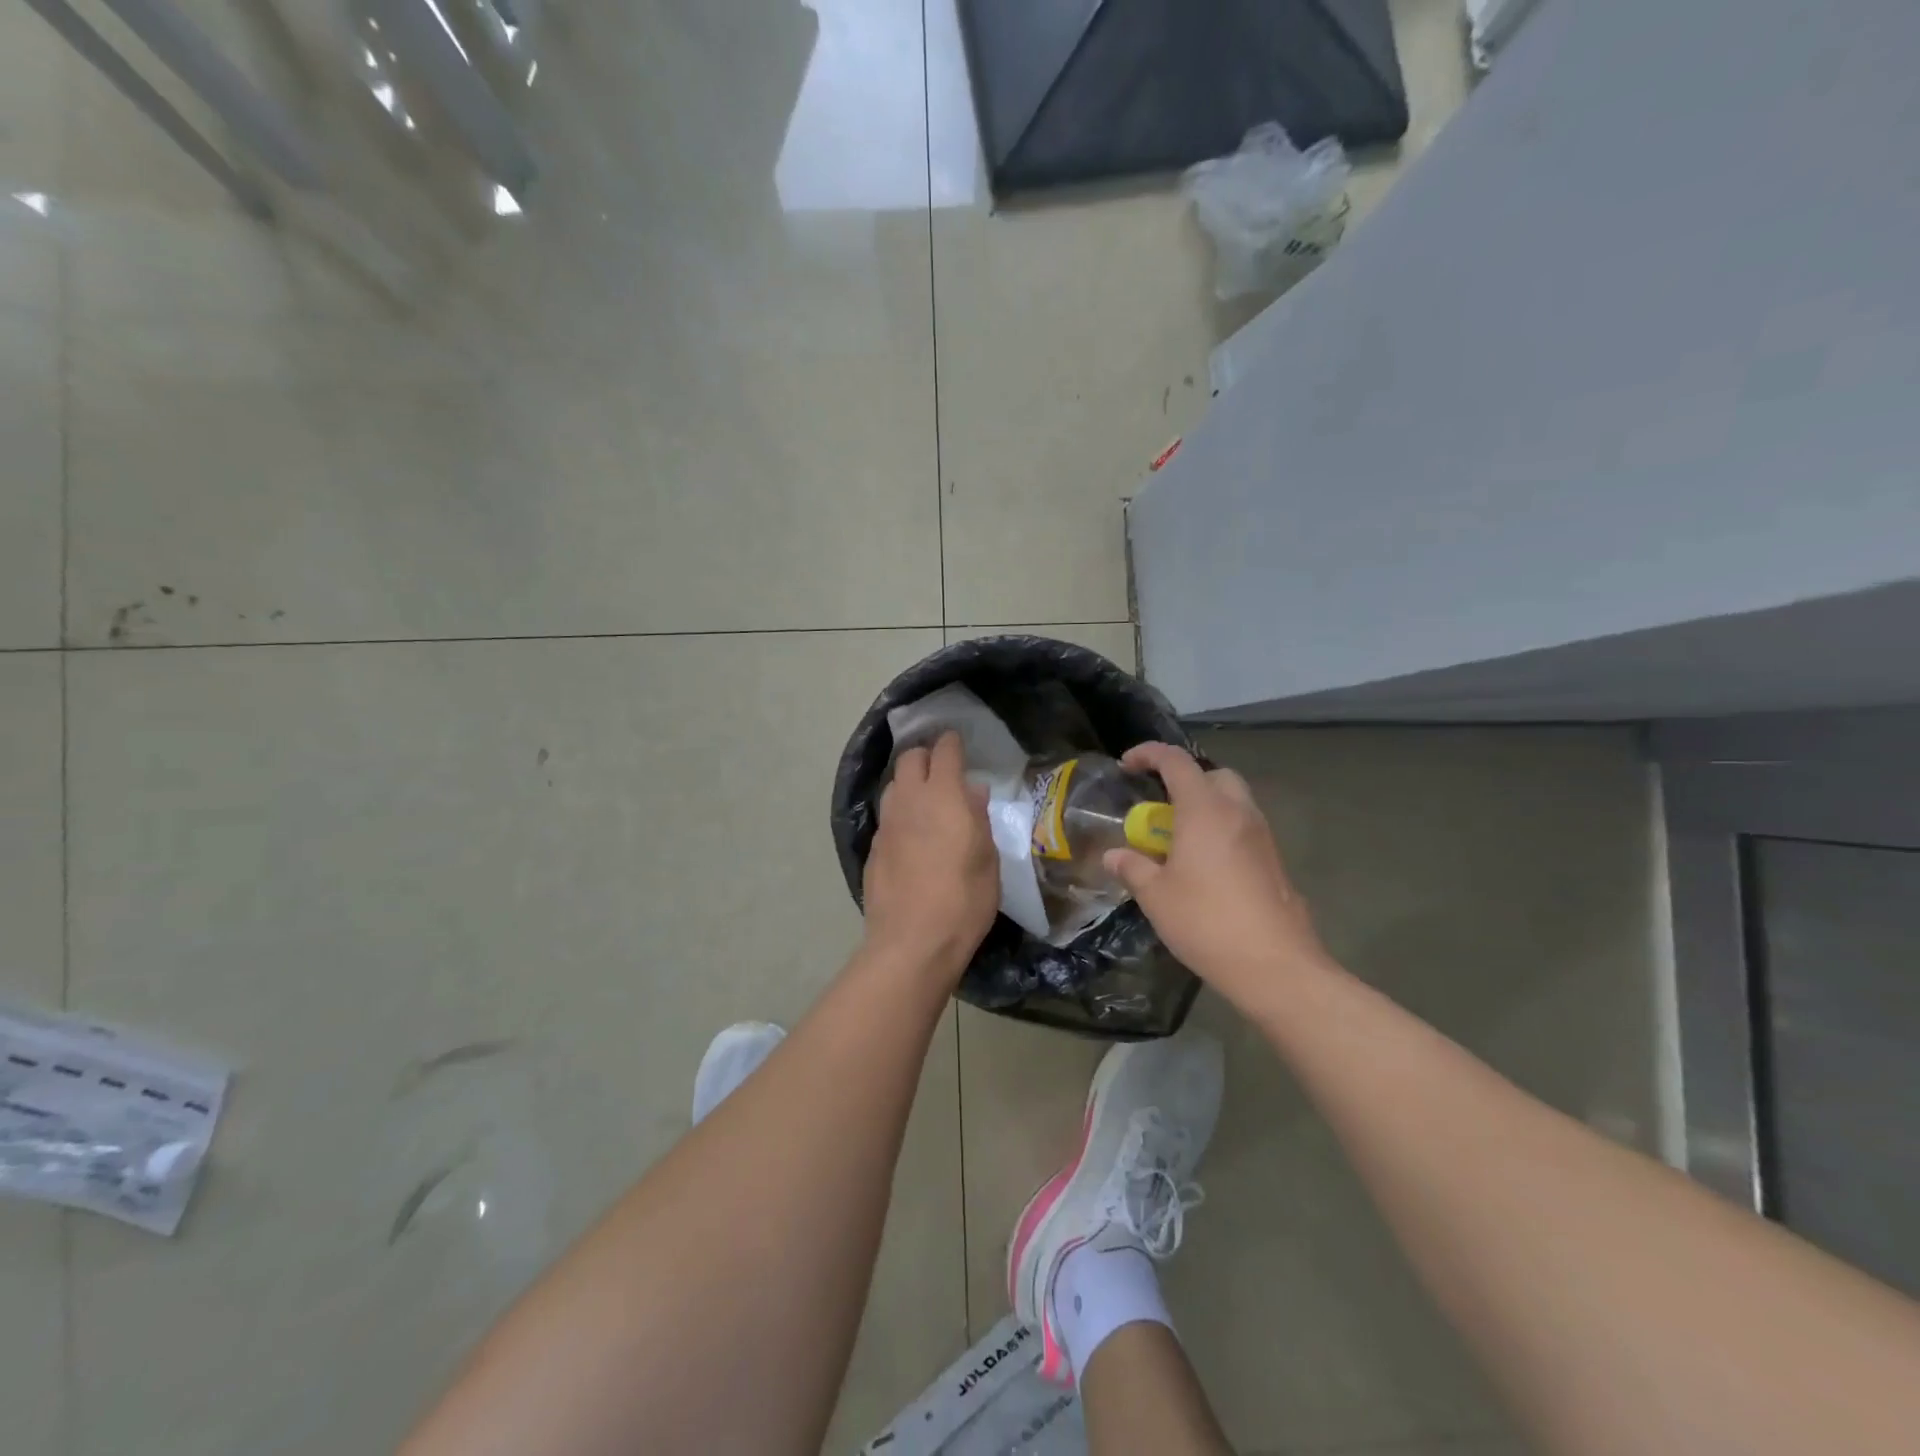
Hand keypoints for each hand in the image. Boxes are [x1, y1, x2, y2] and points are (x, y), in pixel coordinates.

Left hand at [862, 731, 998, 980]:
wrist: (912, 942)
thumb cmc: (963, 899)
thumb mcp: (988, 859)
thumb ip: (978, 818)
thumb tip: (972, 791)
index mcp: (942, 796)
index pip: (944, 751)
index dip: (952, 743)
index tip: (958, 743)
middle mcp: (908, 800)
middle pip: (909, 759)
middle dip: (925, 756)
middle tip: (943, 770)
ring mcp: (886, 824)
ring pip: (893, 786)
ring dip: (909, 784)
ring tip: (927, 801)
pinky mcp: (873, 848)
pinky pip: (888, 817)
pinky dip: (900, 814)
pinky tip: (912, 836)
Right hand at [1104, 741, 1330, 1006]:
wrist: (1274, 965)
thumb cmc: (1206, 922)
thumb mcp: (1155, 896)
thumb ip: (1132, 867)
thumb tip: (1114, 855)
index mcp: (1204, 810)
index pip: (1176, 761)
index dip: (1149, 754)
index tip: (1127, 765)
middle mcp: (1237, 813)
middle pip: (1213, 775)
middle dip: (1185, 779)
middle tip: (1161, 806)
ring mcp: (1262, 836)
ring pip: (1234, 801)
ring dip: (1206, 806)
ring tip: (1180, 839)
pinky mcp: (1275, 861)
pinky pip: (1245, 829)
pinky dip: (1222, 831)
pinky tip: (1206, 867)